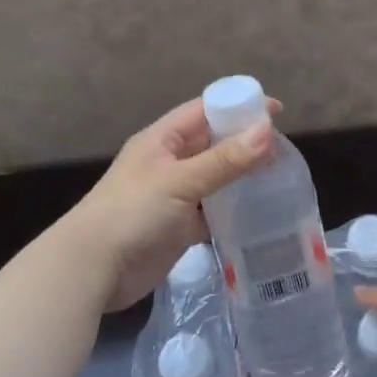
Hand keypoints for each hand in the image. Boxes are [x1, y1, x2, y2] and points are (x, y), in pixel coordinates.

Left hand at [62, 96, 278, 311]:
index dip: (238, 106)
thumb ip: (225, 159)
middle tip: (284, 149)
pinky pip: (212, 213)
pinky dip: (233, 212)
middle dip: (246, 142)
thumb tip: (268, 131)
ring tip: (280, 178)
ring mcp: (174, 196)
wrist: (92, 270)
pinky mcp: (179, 228)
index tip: (276, 111)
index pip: (205, 110)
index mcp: (162, 140)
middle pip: (213, 143)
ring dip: (243, 177)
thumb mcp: (180, 181)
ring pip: (216, 178)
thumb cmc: (132, 213)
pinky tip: (260, 214)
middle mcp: (169, 163)